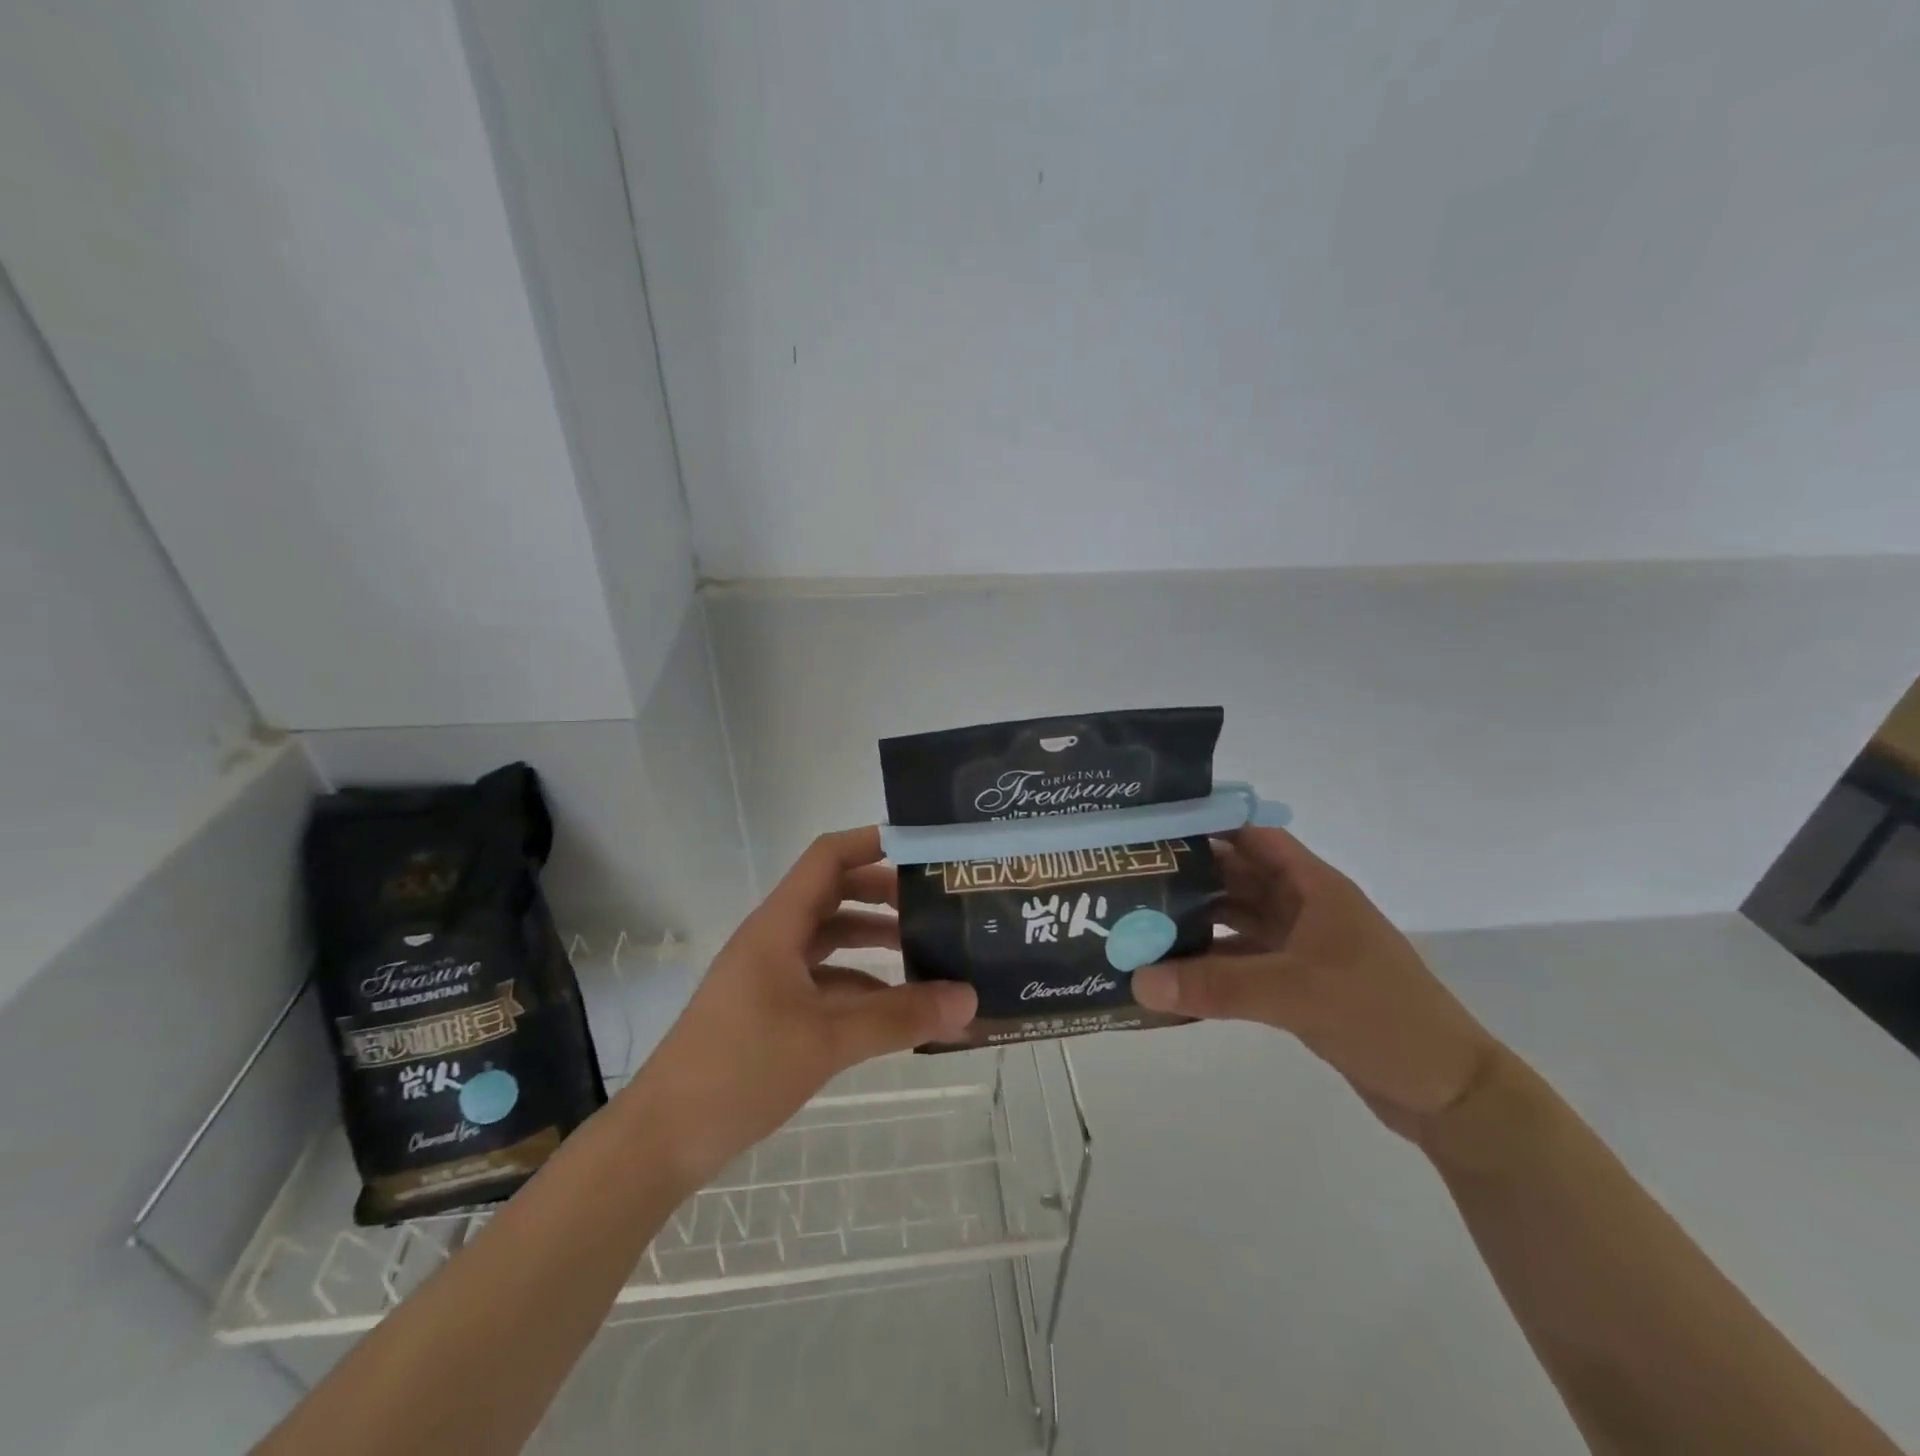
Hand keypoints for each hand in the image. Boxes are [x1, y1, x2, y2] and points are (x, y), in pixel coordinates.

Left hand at [625, 827, 975, 1186]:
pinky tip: (896, 1008)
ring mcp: (770, 974)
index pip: (828, 857)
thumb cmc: (740, 1070)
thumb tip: (969, 1000)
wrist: (663, 1140)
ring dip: (875, 940)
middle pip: (835, 893)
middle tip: (936, 904)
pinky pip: (825, 980)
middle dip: (884, 893)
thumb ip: (899, 1018)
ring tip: (928, 952)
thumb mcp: (827, 1041)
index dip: (873, 842)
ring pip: (831, 939)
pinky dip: (861, 984)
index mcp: (778, 925)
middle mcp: (774, 939)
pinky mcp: (771, 1008)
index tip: (924, 849)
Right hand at [1132, 827, 1501, 1141]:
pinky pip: (1241, 961)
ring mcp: (1300, 947)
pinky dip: (1209, 964)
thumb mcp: (1296, 993)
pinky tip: (1171, 974)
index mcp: (1313, 887)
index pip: (1252, 836)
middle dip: (1188, 875)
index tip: (1152, 827)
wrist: (1447, 1092)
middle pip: (1237, 876)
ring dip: (1195, 921)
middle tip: (1129, 877)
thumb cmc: (1382, 1017)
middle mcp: (1303, 908)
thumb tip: (1138, 981)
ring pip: (1236, 920)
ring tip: (1138, 922)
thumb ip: (1215, 986)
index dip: (1207, 825)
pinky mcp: (1296, 984)